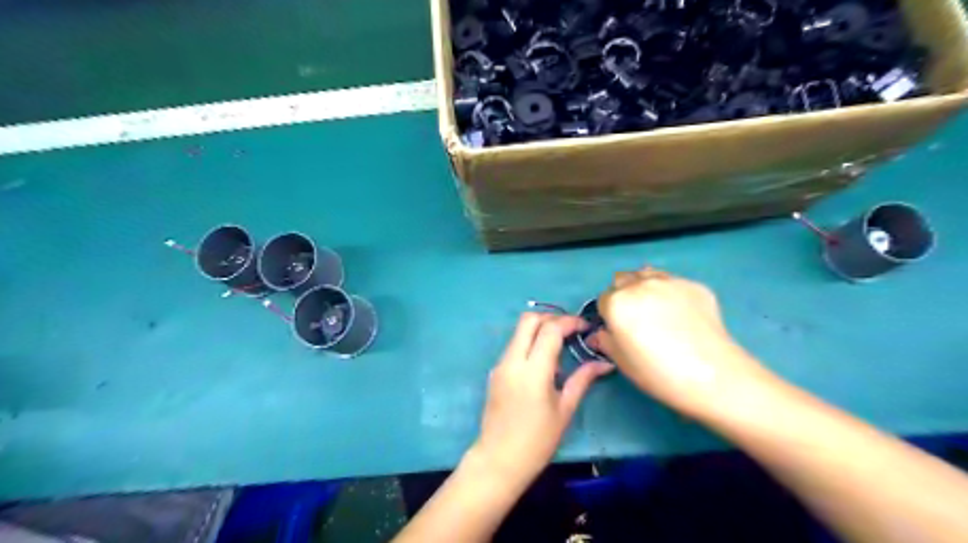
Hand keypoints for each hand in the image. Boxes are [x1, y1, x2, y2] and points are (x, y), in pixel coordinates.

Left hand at [471, 313, 611, 484]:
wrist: (498, 460)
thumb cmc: (537, 440)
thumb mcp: (565, 410)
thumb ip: (583, 380)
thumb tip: (605, 363)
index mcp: (533, 370)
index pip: (550, 329)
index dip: (569, 321)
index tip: (585, 327)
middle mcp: (513, 360)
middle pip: (528, 320)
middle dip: (551, 317)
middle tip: (570, 330)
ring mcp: (500, 364)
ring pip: (518, 331)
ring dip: (539, 329)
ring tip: (560, 344)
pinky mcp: (495, 372)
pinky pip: (514, 346)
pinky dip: (530, 342)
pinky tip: (544, 362)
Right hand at [590, 268, 773, 420]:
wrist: (711, 375)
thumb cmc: (657, 372)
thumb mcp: (622, 362)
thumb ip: (605, 342)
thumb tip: (599, 334)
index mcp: (617, 302)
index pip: (603, 299)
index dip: (609, 314)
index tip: (619, 328)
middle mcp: (640, 284)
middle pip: (623, 280)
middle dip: (624, 294)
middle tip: (636, 318)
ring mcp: (670, 282)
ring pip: (648, 275)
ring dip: (646, 287)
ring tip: (658, 310)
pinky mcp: (695, 285)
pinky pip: (675, 283)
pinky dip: (672, 294)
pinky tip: (683, 315)